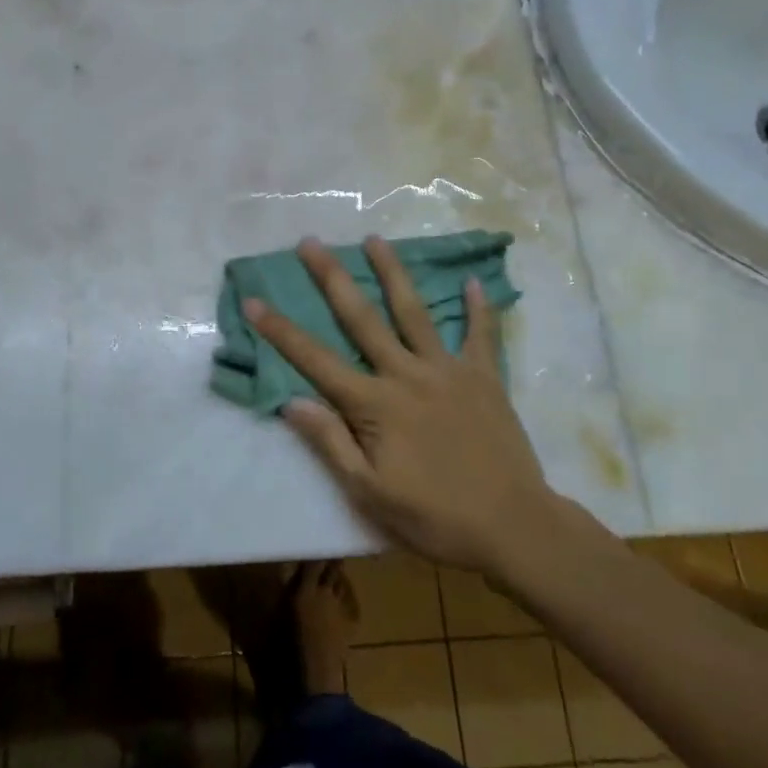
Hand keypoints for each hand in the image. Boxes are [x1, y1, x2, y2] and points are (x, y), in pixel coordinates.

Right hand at [245, 236, 554, 576]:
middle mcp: (406, 374)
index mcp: (374, 404)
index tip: (254, 300)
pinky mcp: (484, 377)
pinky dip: (477, 308)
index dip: (280, 331)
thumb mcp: (370, 493)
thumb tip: (291, 400)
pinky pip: (480, 335)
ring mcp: (447, 370)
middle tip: (310, 242)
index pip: (316, 360)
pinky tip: (472, 280)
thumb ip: (331, 443)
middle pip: (361, 317)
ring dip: (392, 272)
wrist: (514, 527)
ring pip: (413, 311)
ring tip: (374, 239)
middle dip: (332, 278)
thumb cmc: (435, 517)